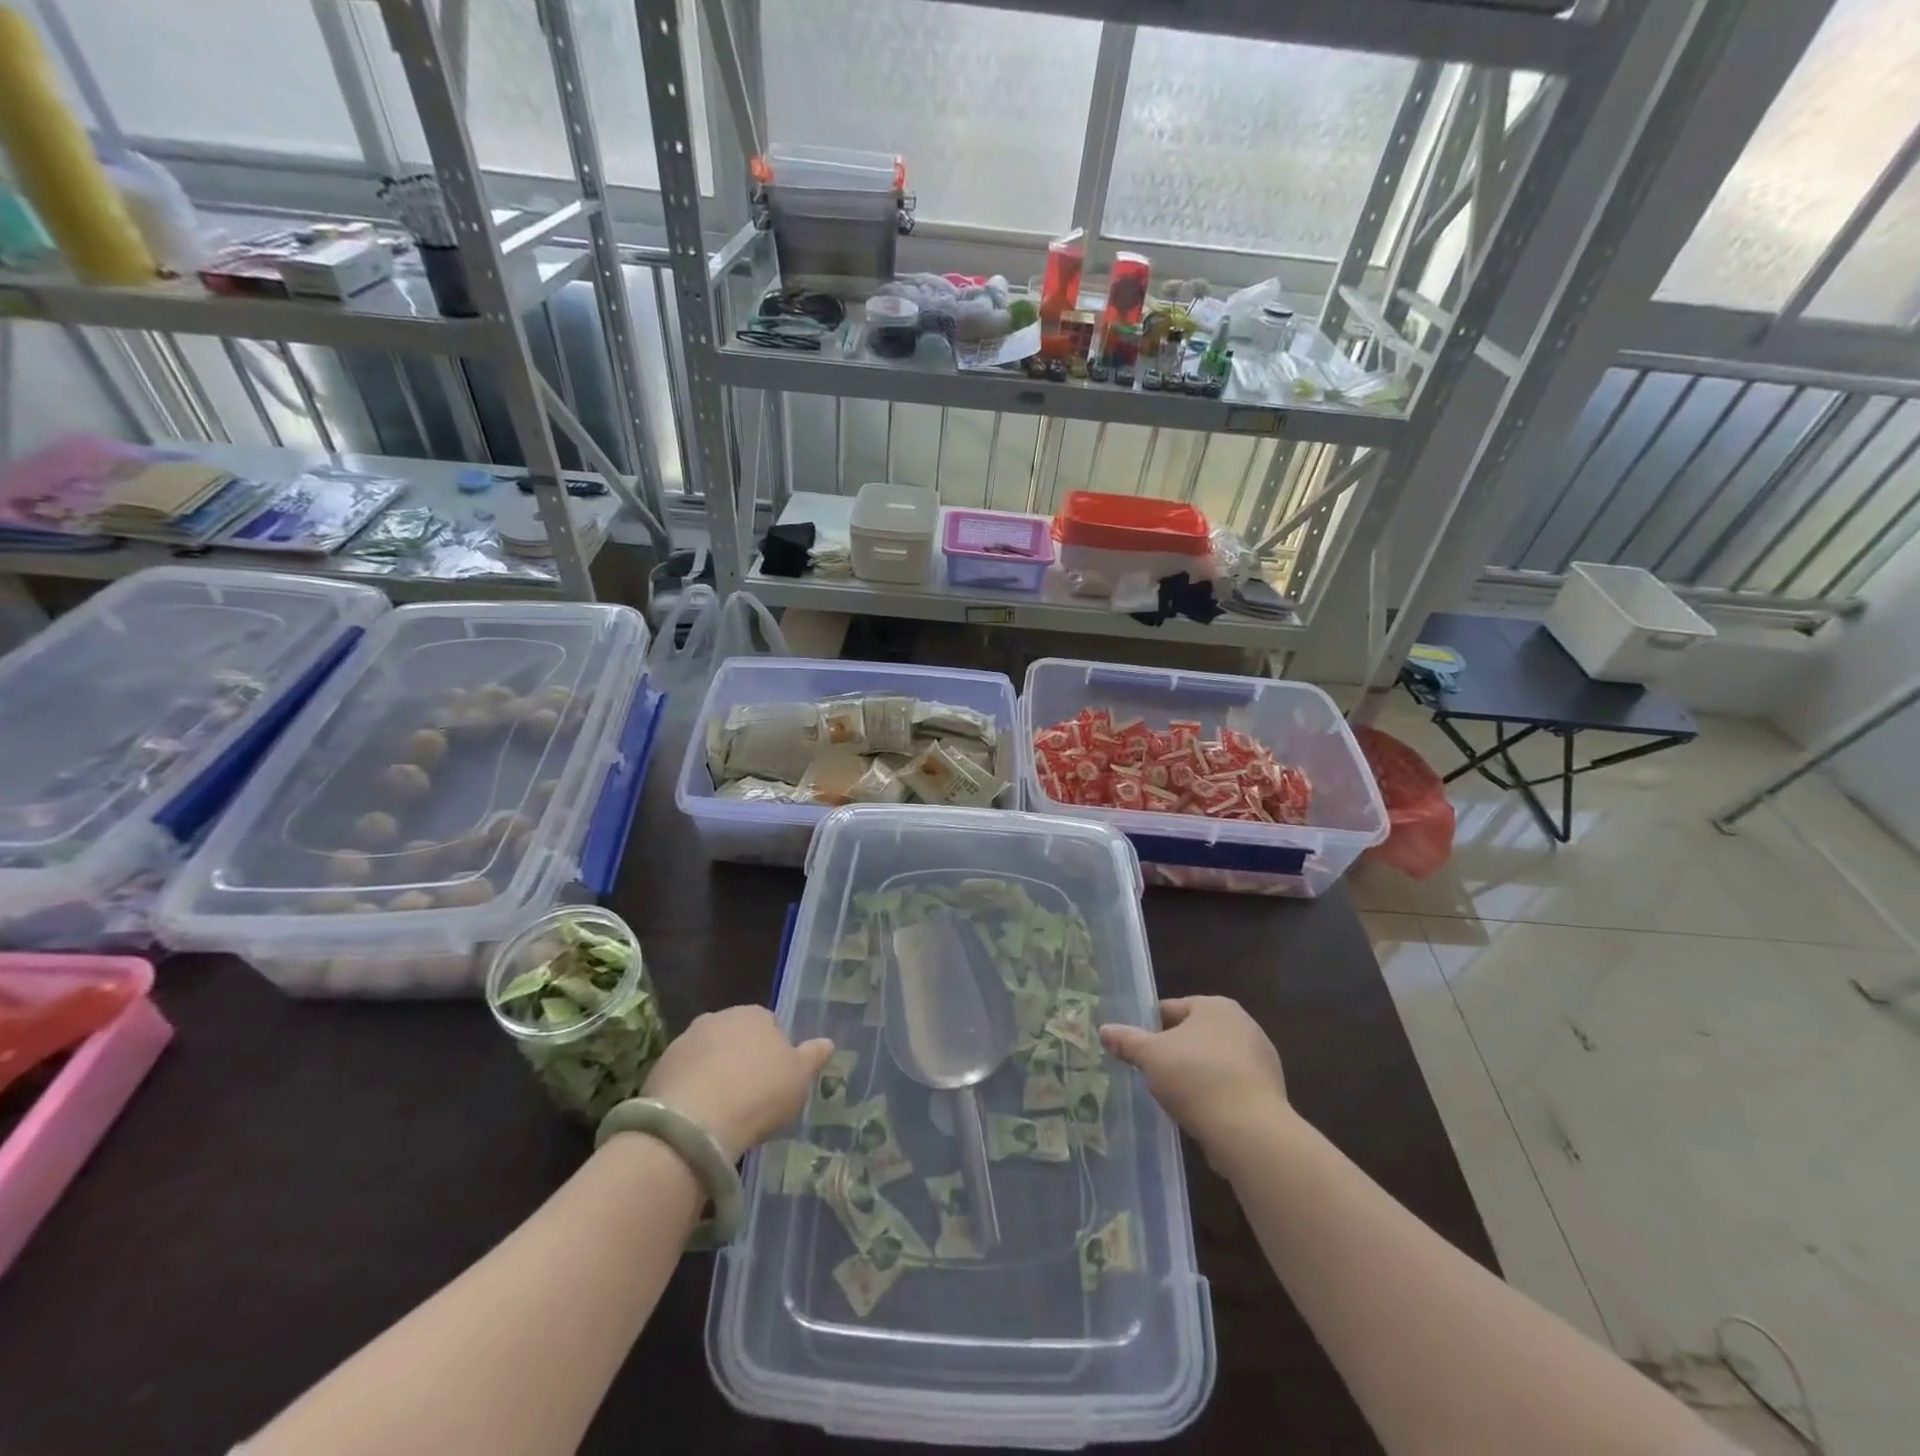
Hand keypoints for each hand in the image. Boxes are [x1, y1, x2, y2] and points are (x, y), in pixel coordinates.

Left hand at [642, 1006, 833, 1161]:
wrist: (696, 1123)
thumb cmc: (759, 1093)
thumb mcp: (800, 1077)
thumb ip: (814, 1056)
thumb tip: (828, 1042)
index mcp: (755, 1014)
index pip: (770, 1025)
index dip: (774, 1053)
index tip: (776, 1080)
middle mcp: (718, 1017)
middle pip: (735, 1038)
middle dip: (741, 1059)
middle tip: (751, 1095)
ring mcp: (685, 1041)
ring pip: (707, 1057)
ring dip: (714, 1074)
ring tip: (724, 1111)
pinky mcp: (659, 1068)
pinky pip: (684, 1078)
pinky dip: (692, 1092)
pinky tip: (700, 1118)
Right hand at [1100, 997, 1289, 1157]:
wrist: (1249, 1130)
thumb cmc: (1195, 1078)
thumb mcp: (1150, 1056)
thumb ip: (1127, 1040)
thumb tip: (1104, 1030)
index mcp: (1215, 1006)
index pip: (1172, 1009)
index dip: (1150, 1028)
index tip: (1136, 1049)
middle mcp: (1243, 1024)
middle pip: (1195, 1034)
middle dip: (1175, 1051)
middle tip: (1152, 1073)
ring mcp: (1261, 1058)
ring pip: (1214, 1061)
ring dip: (1196, 1074)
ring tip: (1174, 1097)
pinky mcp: (1270, 1091)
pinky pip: (1232, 1086)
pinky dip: (1216, 1095)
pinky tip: (1200, 1113)